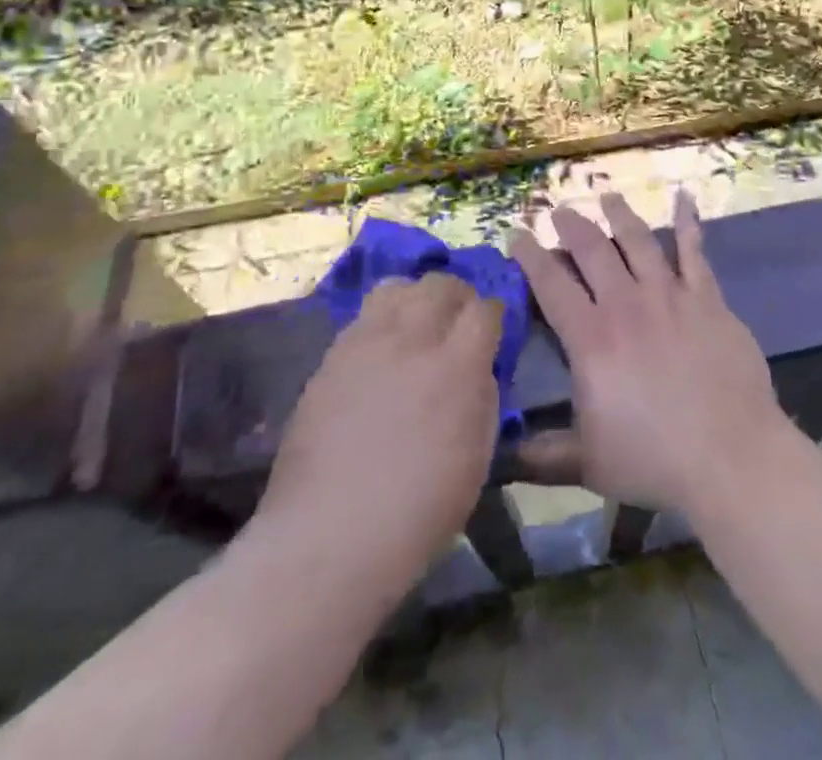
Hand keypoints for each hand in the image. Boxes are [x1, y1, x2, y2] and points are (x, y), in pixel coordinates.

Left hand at [255, 275, 501, 593]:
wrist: (329, 536)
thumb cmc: (418, 512)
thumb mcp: (477, 458)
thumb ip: (483, 397)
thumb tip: (479, 368)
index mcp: (458, 366)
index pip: (485, 308)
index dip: (492, 314)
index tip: (491, 330)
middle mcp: (413, 339)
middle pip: (440, 284)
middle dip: (456, 296)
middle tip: (456, 320)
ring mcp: (366, 343)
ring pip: (396, 287)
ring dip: (414, 298)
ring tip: (415, 323)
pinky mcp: (332, 356)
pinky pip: (362, 317)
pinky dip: (380, 321)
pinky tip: (380, 350)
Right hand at [509, 190, 787, 515]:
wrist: (731, 456)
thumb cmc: (654, 460)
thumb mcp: (586, 464)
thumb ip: (540, 456)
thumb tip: (498, 456)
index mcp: (591, 338)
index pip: (551, 284)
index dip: (530, 256)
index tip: (517, 234)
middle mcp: (626, 304)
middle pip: (592, 250)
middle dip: (571, 225)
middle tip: (559, 211)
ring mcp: (669, 296)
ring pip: (638, 241)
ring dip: (619, 215)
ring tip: (607, 197)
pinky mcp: (707, 299)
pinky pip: (695, 252)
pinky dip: (689, 222)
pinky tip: (685, 197)